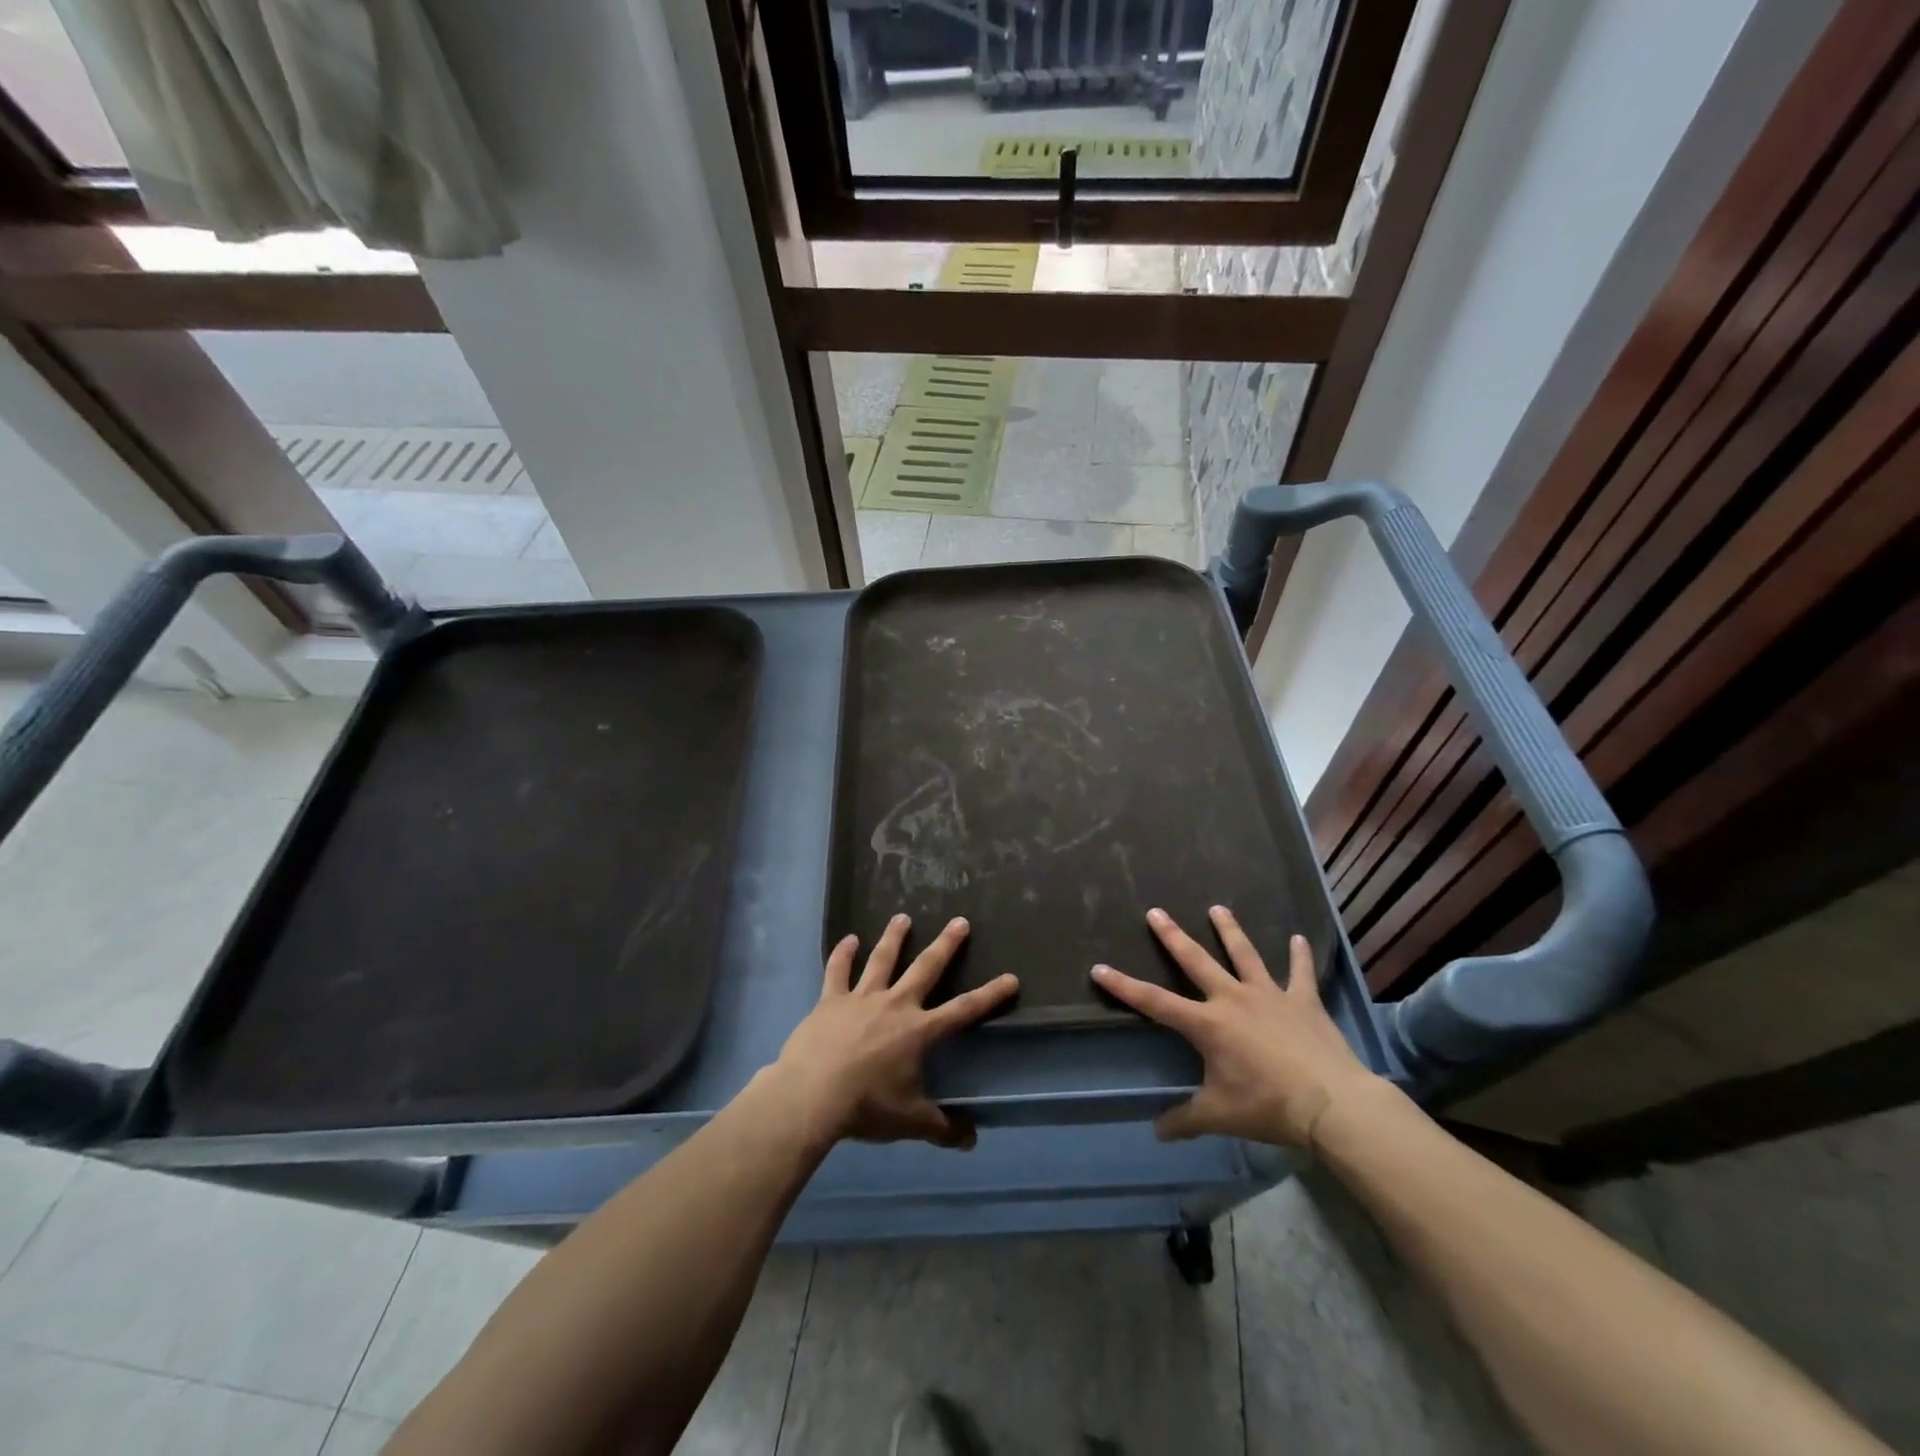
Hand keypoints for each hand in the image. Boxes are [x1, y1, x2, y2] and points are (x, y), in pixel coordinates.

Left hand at [770, 914, 1017, 1150]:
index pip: (964, 1010)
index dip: (989, 995)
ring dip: (894, 937)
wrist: (812, 1095)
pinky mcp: (831, 1000)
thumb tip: (971, 1141)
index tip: (1011, 977)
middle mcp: (895, 1005)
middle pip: (926, 968)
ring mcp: (861, 998)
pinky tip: (848, 939)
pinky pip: (837, 971)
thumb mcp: (910, 1122)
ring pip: (882, 959)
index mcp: (919, 1031)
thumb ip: (941, 1128)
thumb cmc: (866, 1107)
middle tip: (960, 921)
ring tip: (902, 917)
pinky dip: (842, 954)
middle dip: (946, 945)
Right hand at [1091, 906, 1382, 1148]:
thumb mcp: (1219, 1116)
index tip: (1099, 968)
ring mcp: (1270, 995)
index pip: (1154, 1002)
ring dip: (1230, 930)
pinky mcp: (1303, 1001)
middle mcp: (1233, 998)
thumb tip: (1156, 1132)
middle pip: (1196, 960)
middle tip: (1156, 911)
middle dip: (1172, 936)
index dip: (1123, 986)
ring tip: (1218, 908)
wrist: (1332, 1104)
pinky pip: (1300, 973)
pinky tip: (1298, 938)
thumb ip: (1185, 1120)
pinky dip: (1299, 956)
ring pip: (1244, 954)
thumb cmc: (1268, 1107)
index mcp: (1207, 1024)